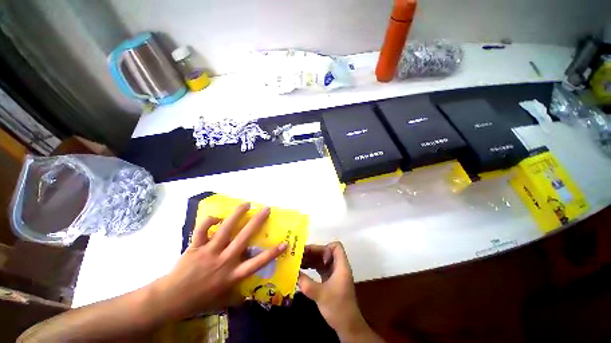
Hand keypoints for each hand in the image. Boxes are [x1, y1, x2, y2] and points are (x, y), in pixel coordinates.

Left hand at [152, 203, 286, 319]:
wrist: (171, 299)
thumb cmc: (200, 299)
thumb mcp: (223, 298)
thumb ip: (237, 293)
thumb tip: (250, 292)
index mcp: (232, 275)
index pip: (257, 263)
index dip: (272, 253)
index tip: (284, 243)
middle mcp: (224, 260)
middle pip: (244, 237)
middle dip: (257, 221)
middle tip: (266, 209)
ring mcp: (210, 251)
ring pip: (226, 228)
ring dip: (237, 214)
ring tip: (246, 204)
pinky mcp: (196, 246)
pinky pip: (203, 229)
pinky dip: (210, 220)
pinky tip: (217, 217)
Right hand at [298, 242, 381, 341]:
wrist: (348, 326)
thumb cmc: (338, 308)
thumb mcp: (320, 295)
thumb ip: (306, 283)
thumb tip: (293, 273)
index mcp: (341, 266)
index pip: (336, 247)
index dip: (325, 247)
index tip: (315, 255)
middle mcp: (338, 266)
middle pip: (326, 252)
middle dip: (313, 252)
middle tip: (298, 254)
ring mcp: (334, 273)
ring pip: (322, 259)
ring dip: (311, 259)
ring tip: (297, 261)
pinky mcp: (330, 279)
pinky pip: (320, 268)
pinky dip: (312, 267)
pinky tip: (302, 269)